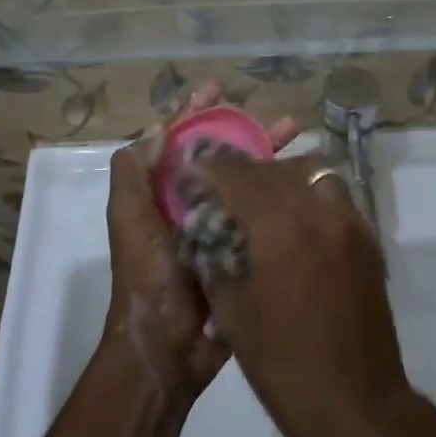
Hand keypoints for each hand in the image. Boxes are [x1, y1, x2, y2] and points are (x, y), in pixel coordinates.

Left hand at [102, 85, 294, 408]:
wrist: (167, 349)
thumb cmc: (148, 277)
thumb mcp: (129, 219)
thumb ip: (133, 173)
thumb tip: (160, 130)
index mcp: (161, 193)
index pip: (180, 140)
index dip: (197, 111)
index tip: (220, 87)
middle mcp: (191, 203)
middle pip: (221, 156)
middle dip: (248, 132)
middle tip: (284, 121)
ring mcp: (218, 227)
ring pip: (246, 181)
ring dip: (271, 159)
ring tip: (303, 142)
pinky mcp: (241, 251)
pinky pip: (260, 214)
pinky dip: (279, 195)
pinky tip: (305, 184)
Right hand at [187, 150, 419, 436]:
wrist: (358, 407)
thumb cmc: (284, 367)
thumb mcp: (233, 312)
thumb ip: (216, 256)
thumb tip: (205, 225)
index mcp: (280, 229)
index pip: (237, 173)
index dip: (208, 166)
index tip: (190, 168)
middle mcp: (319, 211)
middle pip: (273, 168)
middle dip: (240, 170)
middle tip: (218, 185)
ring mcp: (350, 222)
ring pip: (311, 172)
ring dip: (280, 176)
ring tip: (260, 200)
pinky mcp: (368, 239)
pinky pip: (333, 195)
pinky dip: (308, 194)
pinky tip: (292, 222)